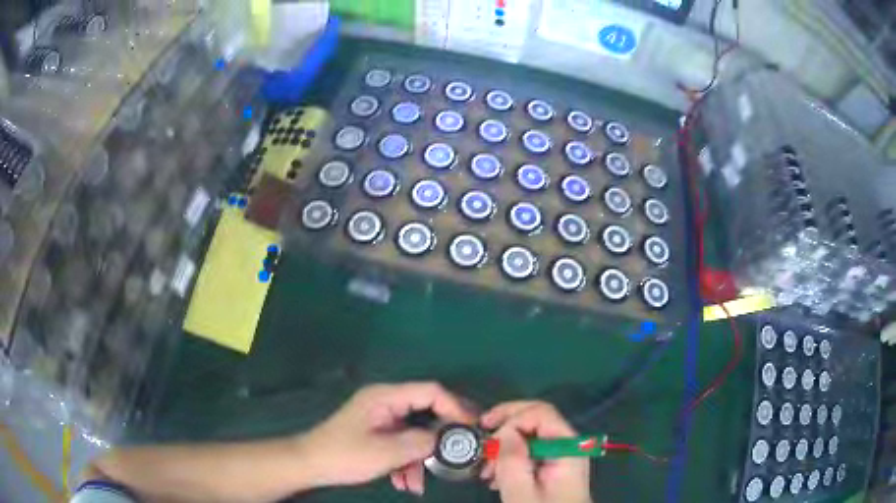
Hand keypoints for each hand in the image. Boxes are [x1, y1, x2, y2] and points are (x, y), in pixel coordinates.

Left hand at [296, 382, 474, 494]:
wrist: (310, 464)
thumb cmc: (344, 455)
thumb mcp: (385, 452)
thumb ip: (420, 442)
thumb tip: (448, 438)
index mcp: (386, 397)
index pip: (430, 391)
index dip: (455, 407)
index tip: (471, 428)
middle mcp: (386, 402)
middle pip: (426, 411)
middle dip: (440, 436)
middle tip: (461, 450)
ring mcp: (382, 418)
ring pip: (415, 432)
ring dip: (420, 457)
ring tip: (417, 482)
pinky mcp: (378, 432)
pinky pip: (402, 442)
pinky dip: (406, 461)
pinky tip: (404, 482)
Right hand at [480, 401, 591, 502]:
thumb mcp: (522, 494)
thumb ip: (512, 461)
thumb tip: (503, 431)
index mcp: (567, 448)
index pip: (541, 413)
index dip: (512, 418)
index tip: (486, 435)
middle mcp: (569, 445)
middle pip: (537, 418)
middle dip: (506, 425)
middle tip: (481, 437)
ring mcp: (562, 455)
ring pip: (532, 434)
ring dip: (506, 445)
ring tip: (486, 469)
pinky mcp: (555, 467)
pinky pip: (532, 451)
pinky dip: (512, 457)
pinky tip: (497, 476)